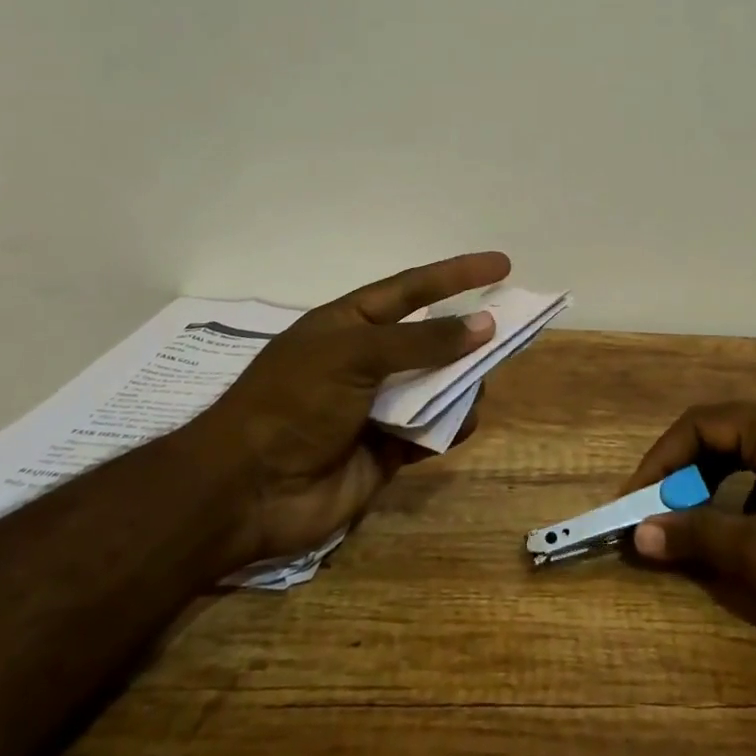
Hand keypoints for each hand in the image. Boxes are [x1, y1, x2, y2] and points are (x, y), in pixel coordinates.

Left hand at [186, 251, 510, 565]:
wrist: (246, 491)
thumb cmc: (294, 403)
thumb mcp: (355, 355)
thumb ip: (423, 342)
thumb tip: (485, 325)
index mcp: (350, 325)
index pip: (413, 289)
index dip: (457, 275)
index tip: (502, 265)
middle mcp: (367, 361)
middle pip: (433, 339)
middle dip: (468, 336)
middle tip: (510, 333)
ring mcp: (377, 407)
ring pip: (439, 387)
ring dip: (461, 385)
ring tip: (471, 389)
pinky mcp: (387, 450)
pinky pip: (432, 431)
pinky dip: (448, 427)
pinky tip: (454, 427)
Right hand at [622, 402, 755, 652]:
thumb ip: (697, 537)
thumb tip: (640, 533)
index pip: (697, 425)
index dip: (659, 462)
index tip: (634, 501)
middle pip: (722, 435)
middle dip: (684, 475)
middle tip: (661, 515)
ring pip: (749, 456)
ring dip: (715, 487)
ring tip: (699, 528)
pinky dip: (749, 497)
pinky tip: (751, 536)